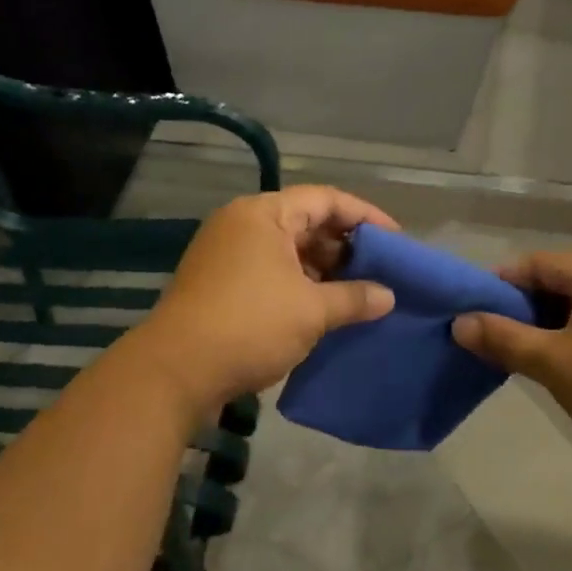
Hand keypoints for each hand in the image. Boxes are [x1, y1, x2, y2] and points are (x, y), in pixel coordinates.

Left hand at [137, 187, 397, 411]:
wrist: (175, 372)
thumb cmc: (250, 326)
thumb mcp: (311, 311)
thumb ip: (354, 298)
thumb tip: (388, 296)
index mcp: (263, 214)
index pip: (325, 199)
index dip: (365, 216)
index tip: (396, 239)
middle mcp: (241, 224)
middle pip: (304, 222)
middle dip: (344, 246)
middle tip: (379, 270)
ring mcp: (225, 254)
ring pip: (286, 250)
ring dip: (322, 269)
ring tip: (357, 293)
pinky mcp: (217, 284)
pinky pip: (269, 272)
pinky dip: (298, 285)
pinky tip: (323, 308)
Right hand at [452, 253, 571, 481]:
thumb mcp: (554, 364)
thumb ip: (503, 339)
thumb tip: (459, 322)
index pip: (538, 263)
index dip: (499, 283)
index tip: (469, 309)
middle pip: (564, 283)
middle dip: (526, 308)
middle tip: (494, 338)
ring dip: (554, 327)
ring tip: (528, 356)